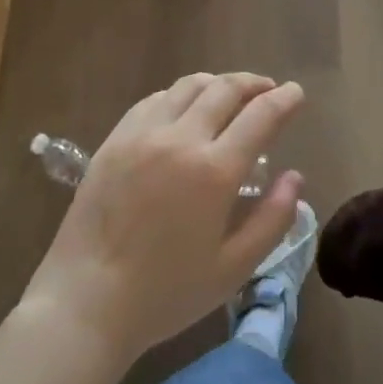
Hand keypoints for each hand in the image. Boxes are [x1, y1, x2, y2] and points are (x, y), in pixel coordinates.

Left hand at [23, 73, 305, 367]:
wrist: (86, 301)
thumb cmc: (165, 293)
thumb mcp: (233, 269)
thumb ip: (272, 219)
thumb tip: (295, 178)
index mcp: (214, 171)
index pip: (260, 116)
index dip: (284, 99)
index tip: (296, 93)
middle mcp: (180, 139)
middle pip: (224, 89)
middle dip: (253, 83)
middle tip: (268, 89)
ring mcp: (142, 134)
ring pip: (188, 86)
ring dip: (217, 83)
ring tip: (230, 93)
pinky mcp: (114, 140)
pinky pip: (154, 100)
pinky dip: (180, 95)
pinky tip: (184, 108)